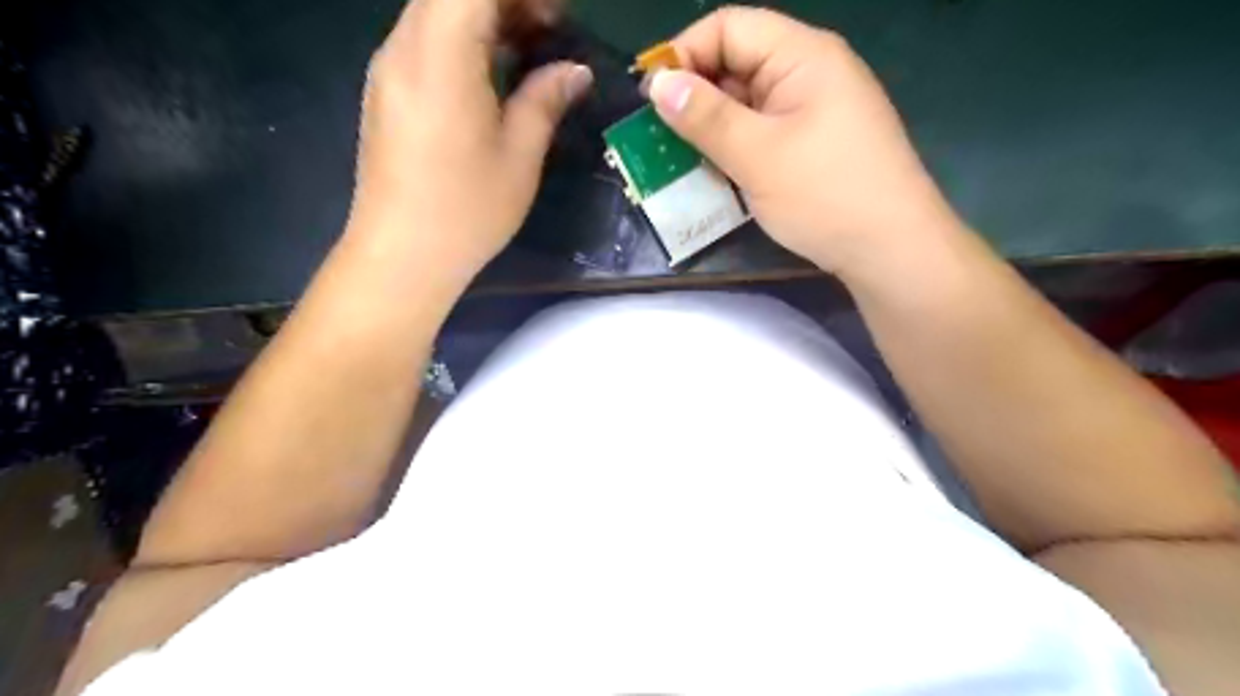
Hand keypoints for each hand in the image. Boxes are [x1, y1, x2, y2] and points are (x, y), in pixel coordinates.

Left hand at [346, 0, 591, 290]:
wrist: (402, 255)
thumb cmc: (466, 209)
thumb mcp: (519, 156)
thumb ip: (545, 100)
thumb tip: (574, 71)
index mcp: (440, 55)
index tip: (556, 18)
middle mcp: (403, 46)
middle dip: (507, 1)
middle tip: (550, 32)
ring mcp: (389, 68)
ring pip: (435, 11)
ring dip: (485, 17)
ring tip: (528, 51)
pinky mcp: (387, 92)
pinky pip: (425, 40)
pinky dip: (463, 40)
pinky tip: (493, 77)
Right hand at [649, 9, 955, 275]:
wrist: (891, 251)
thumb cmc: (826, 195)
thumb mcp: (758, 155)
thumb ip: (706, 117)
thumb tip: (657, 84)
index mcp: (802, 55)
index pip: (730, 27)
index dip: (685, 54)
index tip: (651, 98)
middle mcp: (808, 74)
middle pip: (737, 64)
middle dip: (694, 97)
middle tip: (657, 137)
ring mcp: (812, 113)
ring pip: (746, 105)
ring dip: (710, 128)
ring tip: (677, 159)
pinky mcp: (811, 147)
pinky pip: (761, 134)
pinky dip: (733, 149)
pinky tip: (713, 173)